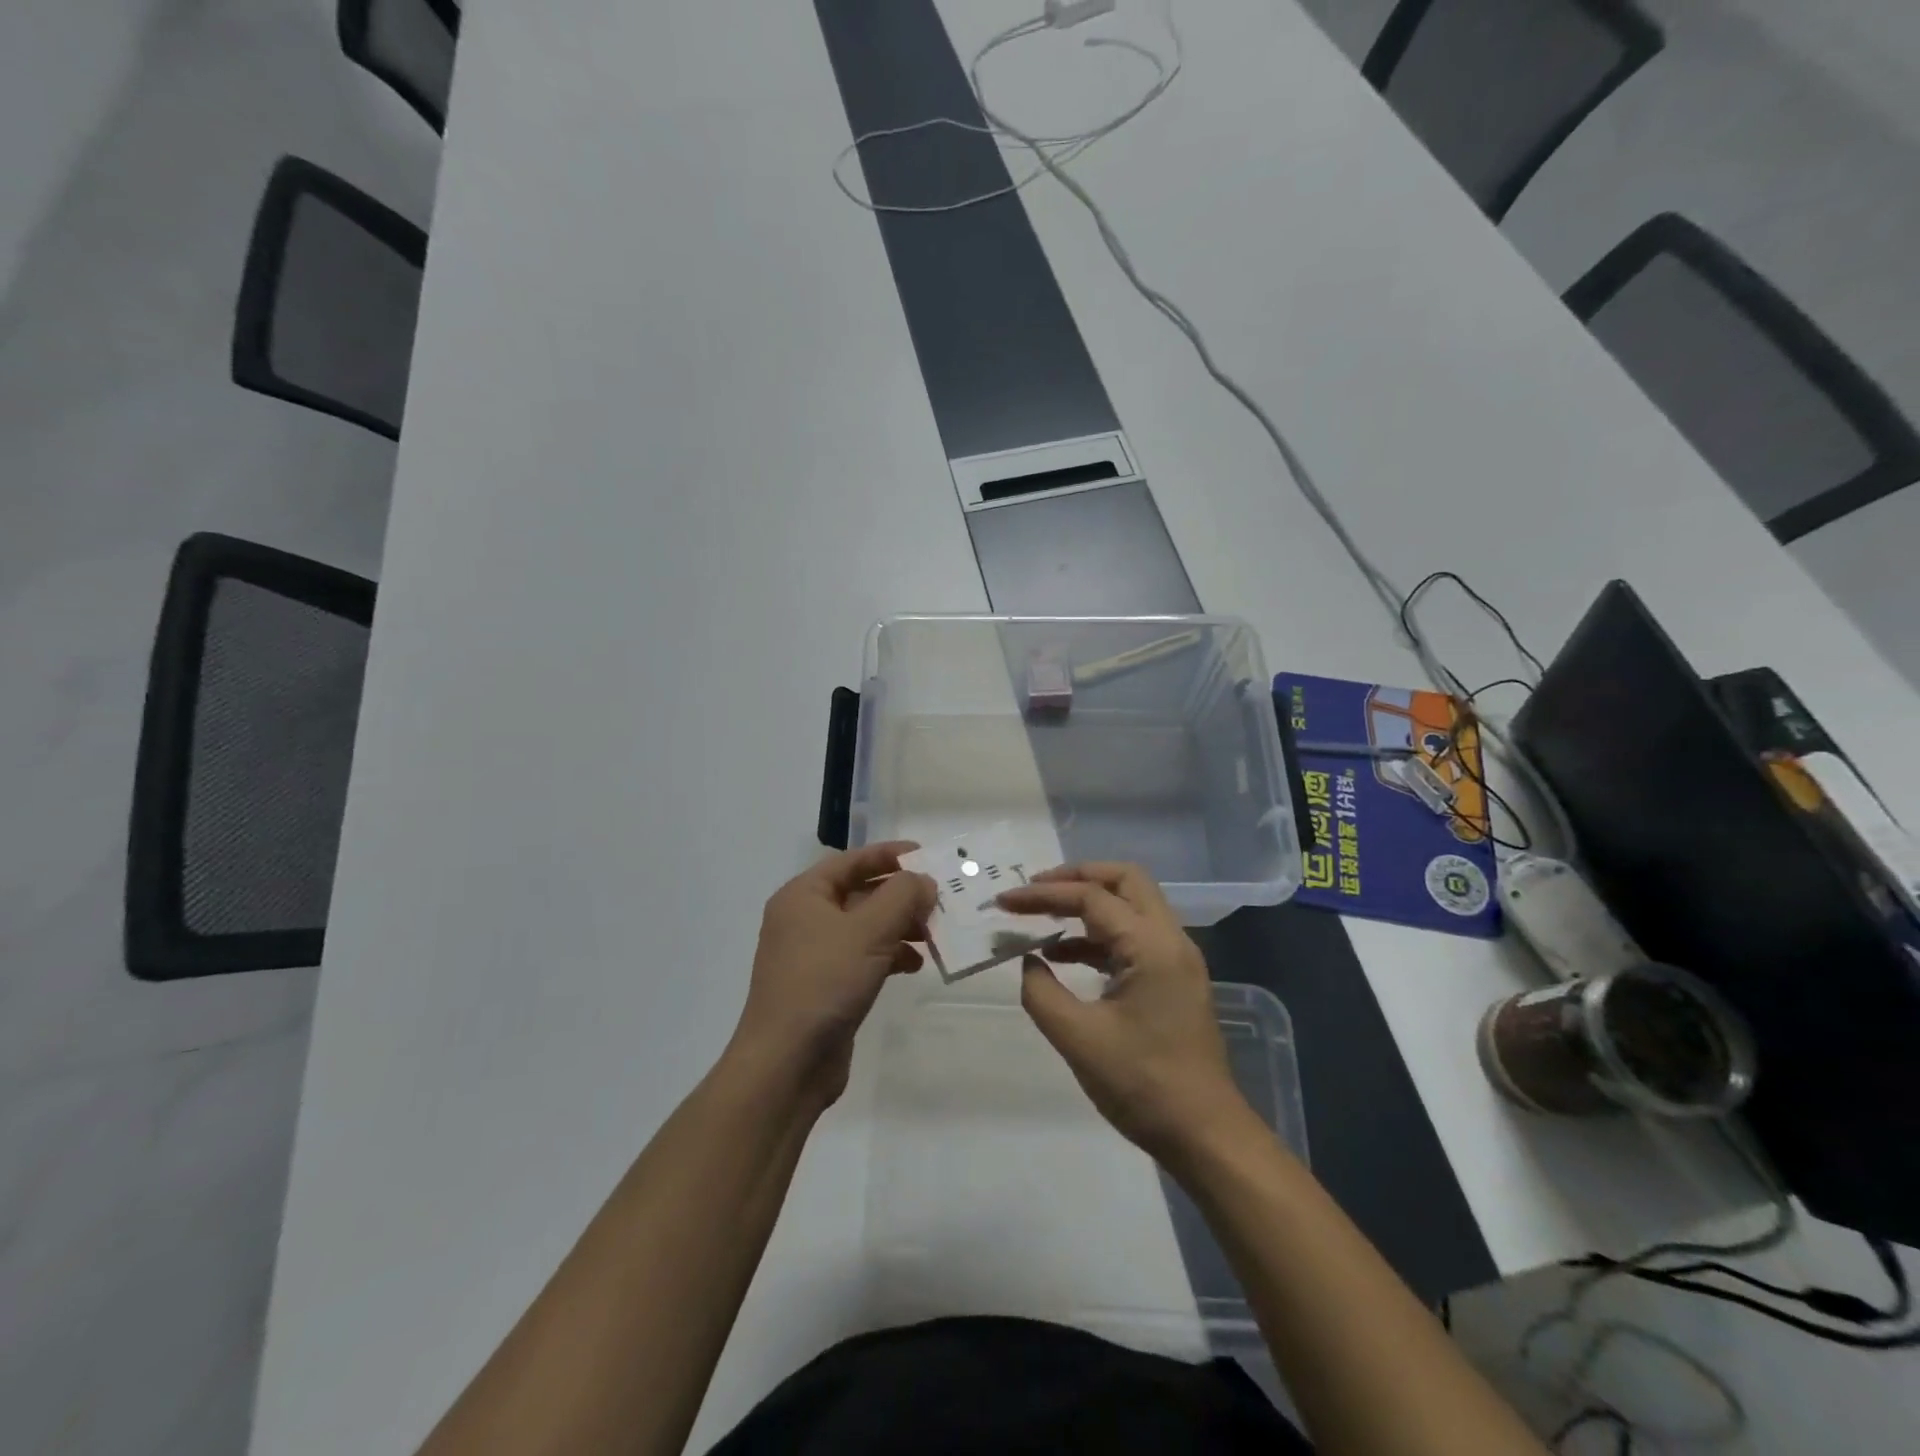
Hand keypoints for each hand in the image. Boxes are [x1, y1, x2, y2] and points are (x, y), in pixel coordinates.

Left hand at [731, 842, 935, 1107]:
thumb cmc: (824, 982)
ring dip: (900, 926)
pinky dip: (889, 955)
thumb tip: (923, 880)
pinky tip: (915, 965)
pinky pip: (863, 957)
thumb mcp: (868, 931)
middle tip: (940, 900)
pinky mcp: (825, 986)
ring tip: (934, 934)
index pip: (851, 861)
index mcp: (803, 896)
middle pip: (860, 893)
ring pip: (865, 927)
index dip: (889, 855)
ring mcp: (813, 955)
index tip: (926, 855)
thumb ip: (901, 896)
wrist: (786, 1063)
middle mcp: (804, 919)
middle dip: (900, 896)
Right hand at [996, 863, 1256, 1165]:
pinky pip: (1133, 936)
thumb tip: (1028, 960)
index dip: (1043, 895)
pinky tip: (1063, 956)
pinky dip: (1098, 935)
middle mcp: (1170, 939)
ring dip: (1087, 904)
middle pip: (1124, 880)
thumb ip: (1042, 992)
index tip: (1004, 901)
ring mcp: (1176, 959)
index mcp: (1151, 946)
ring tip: (1041, 918)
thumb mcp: (1078, 1039)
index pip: (1091, 898)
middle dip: (1075, 877)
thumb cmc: (1142, 1085)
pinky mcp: (1173, 980)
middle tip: (1035, 889)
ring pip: (1131, 905)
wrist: (1205, 1135)